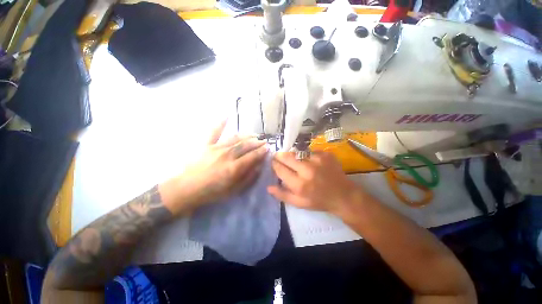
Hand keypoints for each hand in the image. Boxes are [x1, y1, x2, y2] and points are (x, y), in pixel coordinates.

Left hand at [159, 121, 267, 215]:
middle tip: (264, 141)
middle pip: (246, 145)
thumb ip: (248, 178)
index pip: (252, 156)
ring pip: (235, 138)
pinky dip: (220, 123)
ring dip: (246, 135)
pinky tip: (227, 116)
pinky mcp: (206, 144)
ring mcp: (216, 148)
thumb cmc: (212, 192)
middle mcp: (227, 155)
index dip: (262, 151)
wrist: (187, 189)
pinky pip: (214, 131)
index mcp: (234, 168)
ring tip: (254, 135)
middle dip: (257, 142)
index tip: (268, 148)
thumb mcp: (234, 190)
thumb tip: (259, 166)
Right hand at [267, 151, 362, 214]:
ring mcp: (318, 160)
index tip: (273, 163)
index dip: (274, 164)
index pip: (280, 169)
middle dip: (280, 156)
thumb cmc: (319, 201)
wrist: (343, 195)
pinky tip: (310, 161)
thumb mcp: (299, 203)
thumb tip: (268, 187)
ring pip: (297, 152)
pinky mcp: (325, 154)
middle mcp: (308, 170)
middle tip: (279, 157)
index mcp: (300, 184)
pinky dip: (306, 155)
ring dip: (293, 155)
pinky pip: (309, 151)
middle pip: (287, 156)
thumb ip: (282, 195)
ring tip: (295, 160)